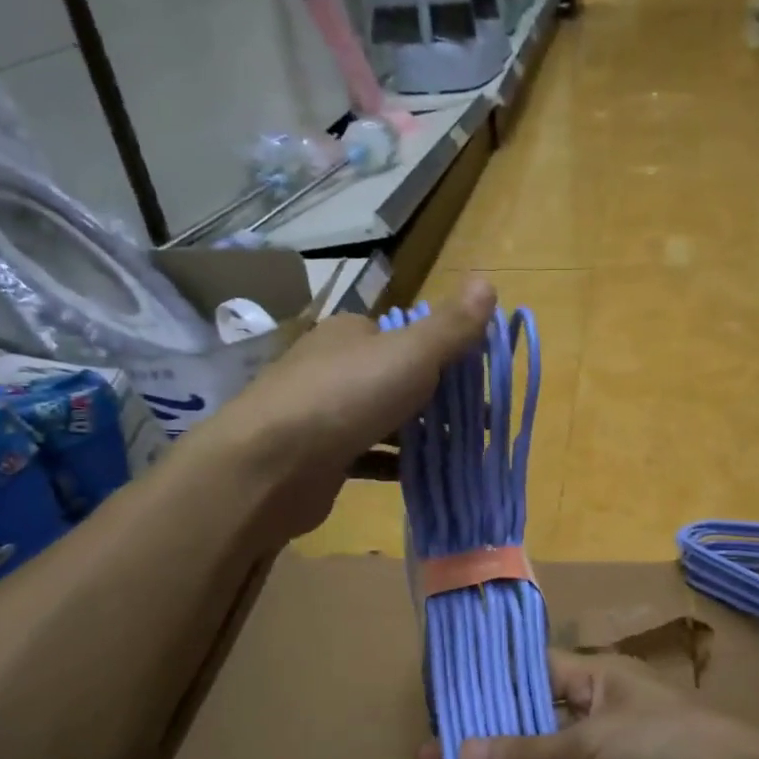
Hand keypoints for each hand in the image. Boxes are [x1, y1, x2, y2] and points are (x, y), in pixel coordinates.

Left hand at [219, 277, 495, 541]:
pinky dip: (395, 465)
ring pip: (383, 420)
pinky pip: (368, 457)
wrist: (270, 465)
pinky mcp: (318, 458)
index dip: (445, 354)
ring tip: (463, 452)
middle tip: (480, 423)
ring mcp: (323, 414)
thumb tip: (488, 281)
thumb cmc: (346, 397)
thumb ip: (451, 326)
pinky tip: (424, 476)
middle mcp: (333, 367)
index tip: (481, 381)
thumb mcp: (410, 354)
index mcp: (351, 333)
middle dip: (438, 399)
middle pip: (397, 379)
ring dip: (421, 434)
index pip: (405, 335)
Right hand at [418, 650, 758, 758]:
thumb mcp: (590, 742)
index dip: (486, 691)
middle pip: (524, 733)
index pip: (527, 677)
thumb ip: (527, 755)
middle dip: (479, 750)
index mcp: (590, 683)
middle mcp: (588, 721)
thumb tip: (461, 756)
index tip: (442, 707)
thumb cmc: (662, 746)